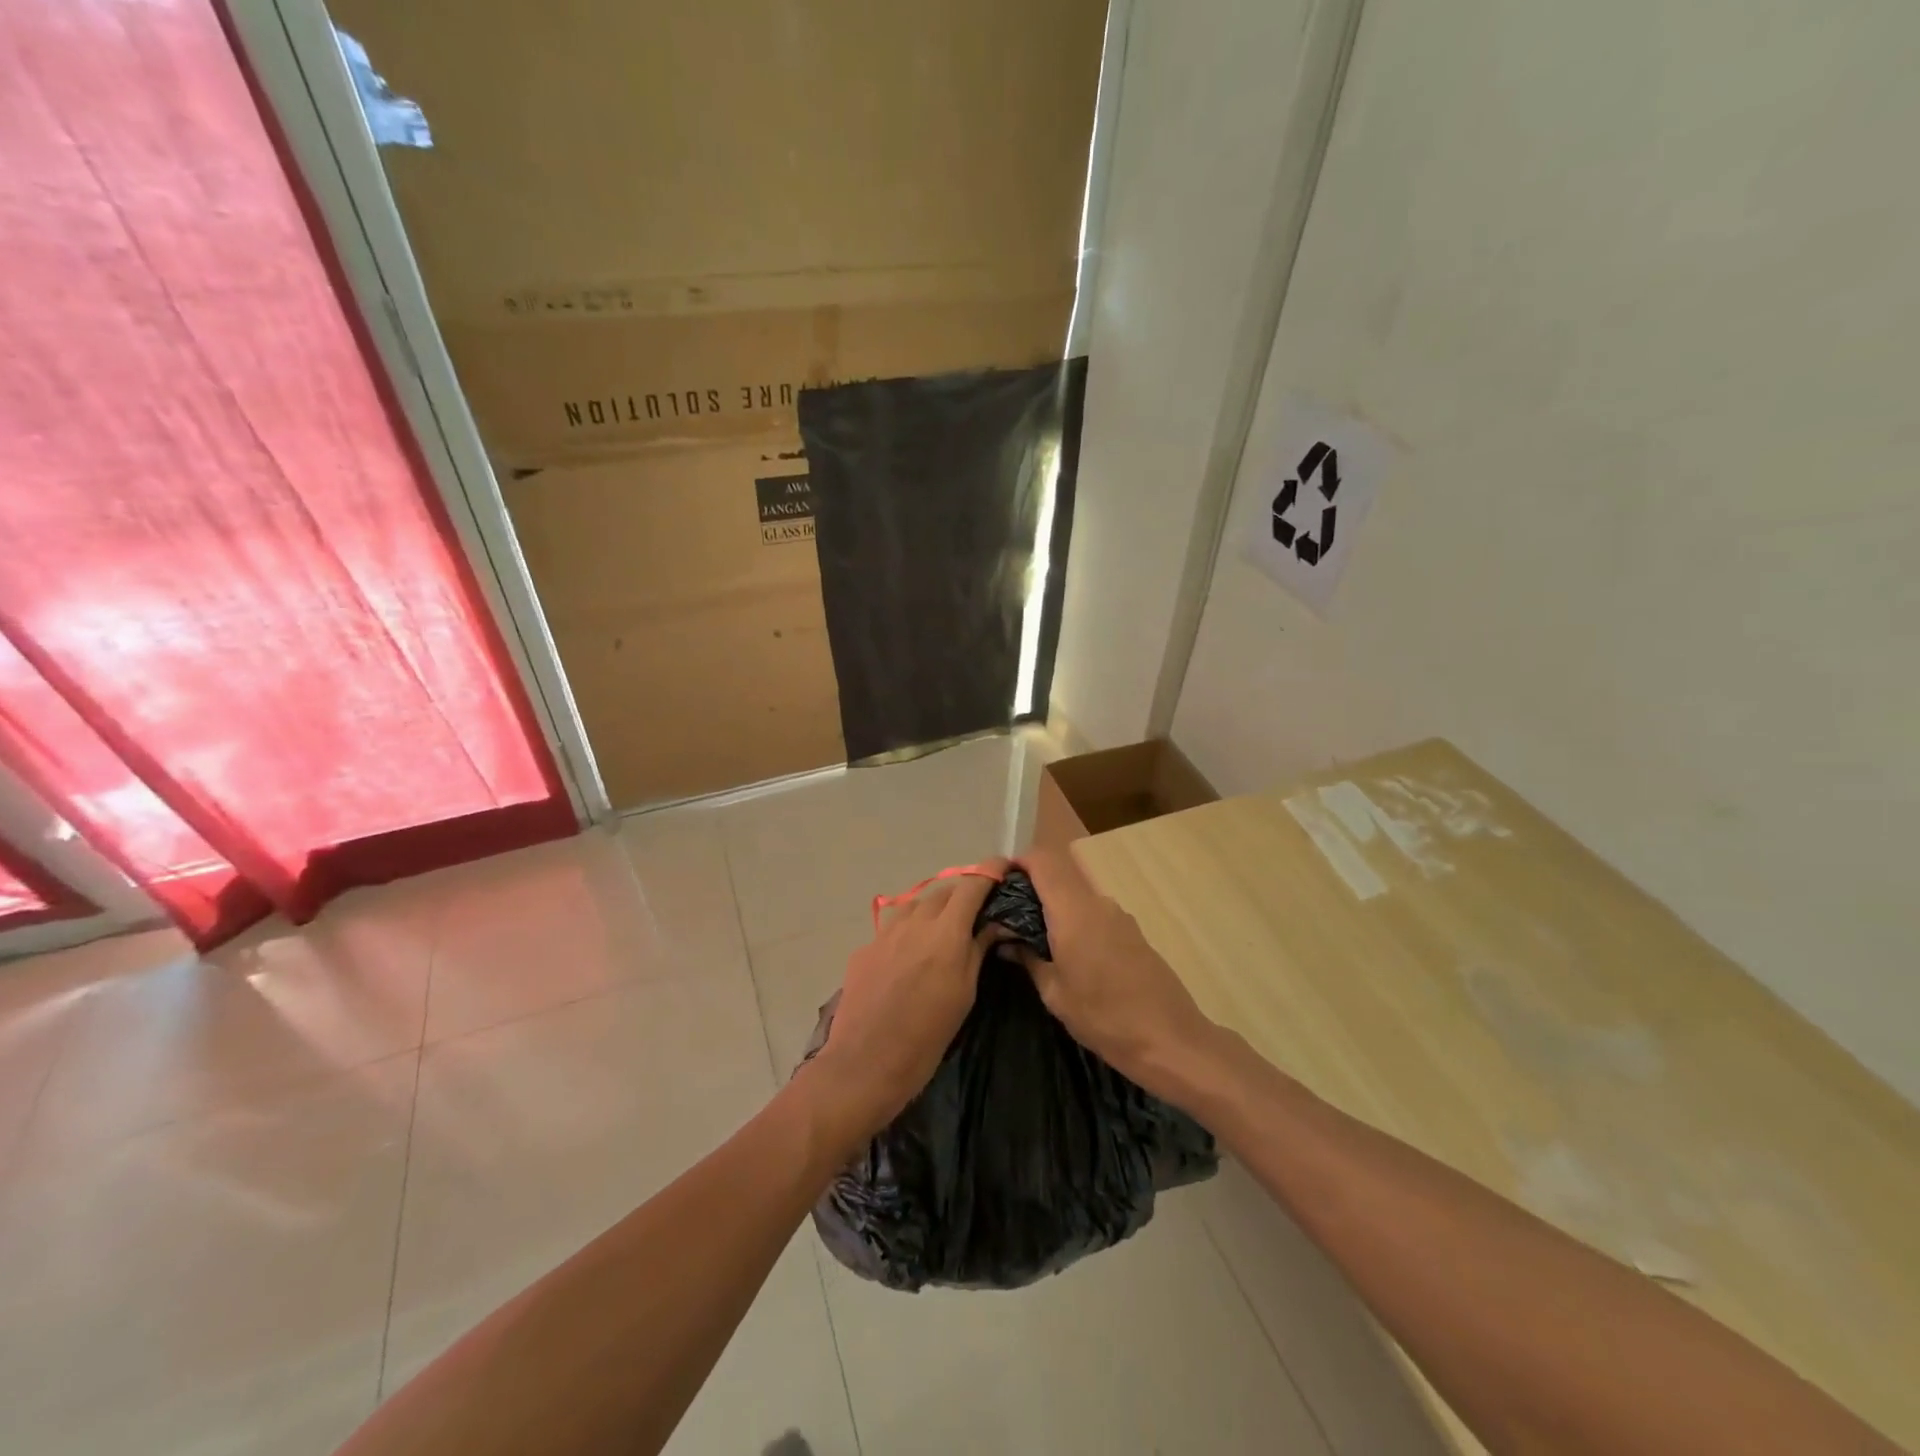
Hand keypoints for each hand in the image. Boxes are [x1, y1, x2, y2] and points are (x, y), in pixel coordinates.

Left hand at [809, 858, 1009, 1135]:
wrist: (865, 1063)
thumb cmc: (927, 1036)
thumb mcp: (964, 994)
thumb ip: (977, 950)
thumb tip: (994, 924)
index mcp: (945, 932)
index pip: (972, 884)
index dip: (990, 871)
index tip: (1004, 868)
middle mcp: (914, 921)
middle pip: (944, 891)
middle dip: (964, 894)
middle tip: (978, 913)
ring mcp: (885, 933)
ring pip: (916, 905)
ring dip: (934, 911)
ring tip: (944, 933)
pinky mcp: (865, 949)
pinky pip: (893, 928)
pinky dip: (910, 932)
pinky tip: (911, 958)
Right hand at [1012, 847, 1220, 1099]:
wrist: (1170, 1040)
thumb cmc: (1105, 1018)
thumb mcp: (1055, 994)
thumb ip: (1029, 959)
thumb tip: (1008, 940)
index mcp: (1074, 911)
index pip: (1043, 861)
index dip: (1017, 864)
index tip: (996, 883)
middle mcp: (1098, 903)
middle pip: (1059, 874)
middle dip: (1031, 886)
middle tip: (1007, 914)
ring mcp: (1119, 915)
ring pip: (1077, 894)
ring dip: (1054, 906)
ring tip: (1033, 937)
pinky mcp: (1132, 931)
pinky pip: (1094, 912)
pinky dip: (1074, 920)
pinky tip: (1067, 952)